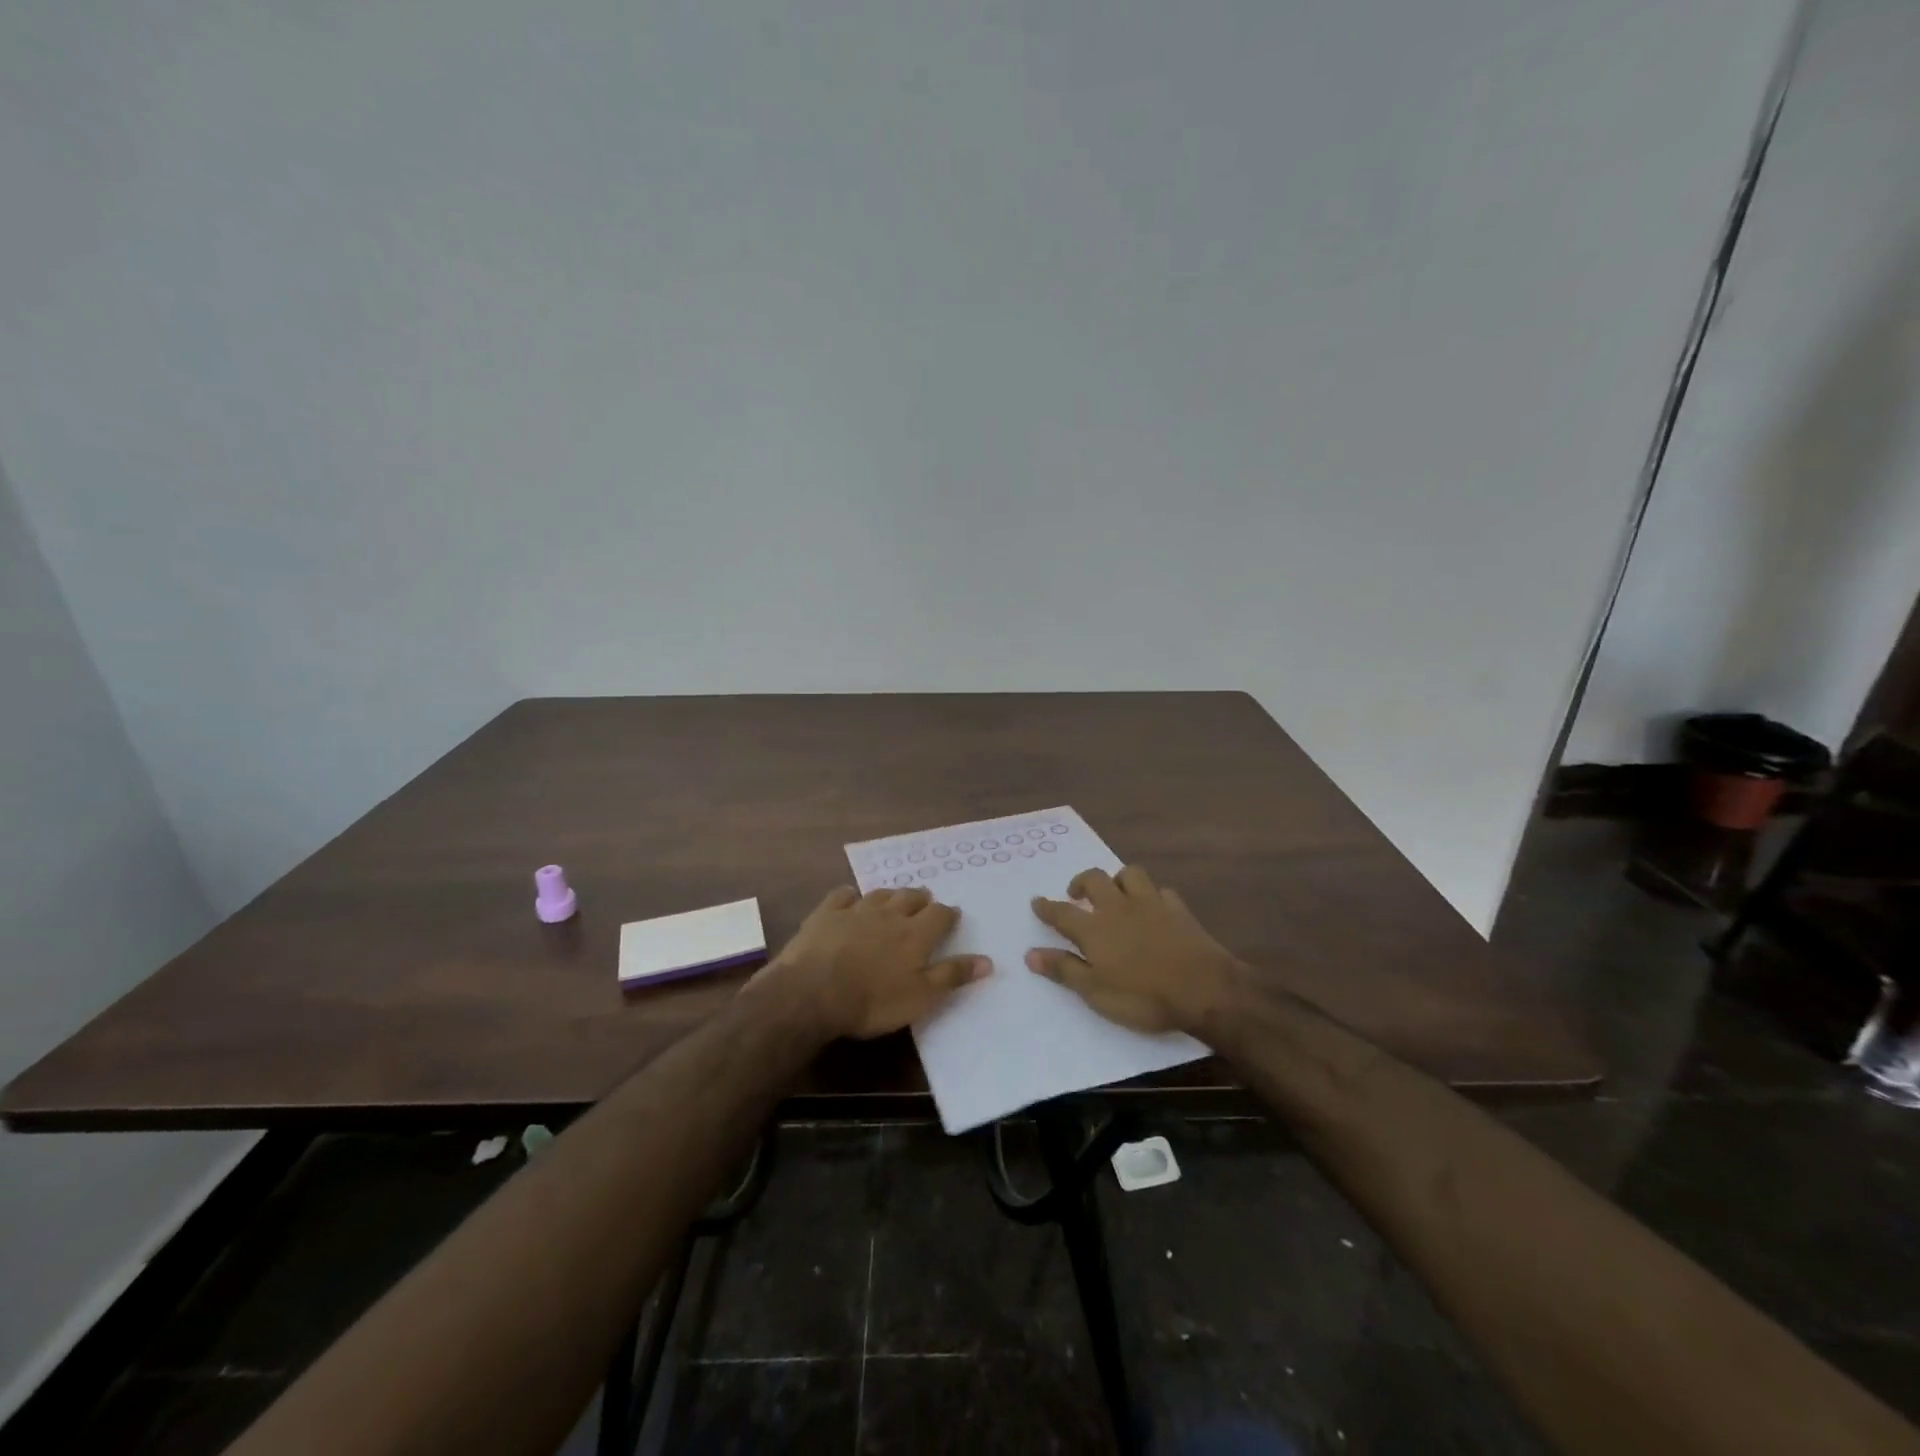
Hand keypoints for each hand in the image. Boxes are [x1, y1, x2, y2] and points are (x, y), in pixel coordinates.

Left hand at [750, 886, 989, 1039]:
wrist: (813, 992)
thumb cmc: (873, 1001)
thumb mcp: (921, 997)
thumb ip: (953, 975)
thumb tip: (988, 960)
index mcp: (916, 934)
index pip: (940, 915)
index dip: (948, 914)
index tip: (953, 916)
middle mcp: (890, 914)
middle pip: (911, 897)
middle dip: (921, 899)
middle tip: (925, 903)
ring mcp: (856, 910)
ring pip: (880, 894)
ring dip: (891, 895)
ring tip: (894, 900)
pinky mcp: (826, 913)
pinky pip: (843, 895)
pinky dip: (850, 895)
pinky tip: (850, 899)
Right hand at [1028, 866, 1242, 1033]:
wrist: (1204, 989)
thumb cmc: (1143, 996)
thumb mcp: (1096, 992)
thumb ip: (1064, 970)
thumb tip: (1030, 954)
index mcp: (1094, 928)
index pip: (1062, 912)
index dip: (1047, 907)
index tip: (1036, 901)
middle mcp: (1119, 907)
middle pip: (1095, 880)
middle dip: (1081, 882)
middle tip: (1076, 894)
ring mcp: (1151, 904)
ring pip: (1130, 874)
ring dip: (1118, 880)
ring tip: (1115, 893)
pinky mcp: (1178, 909)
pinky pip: (1162, 891)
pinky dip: (1153, 895)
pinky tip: (1154, 907)